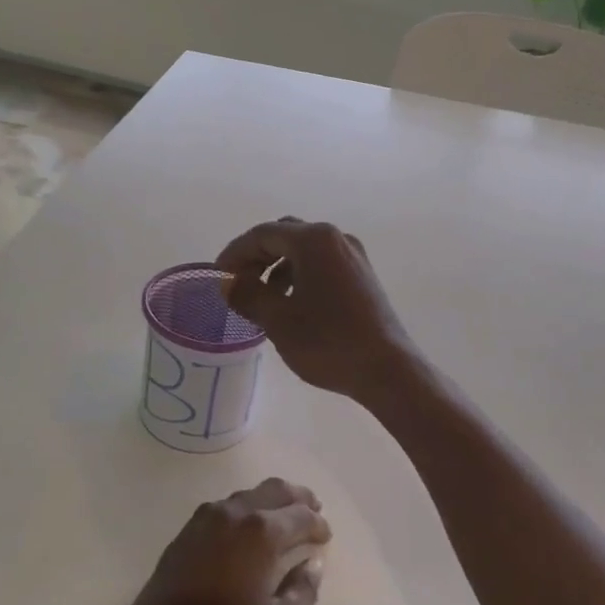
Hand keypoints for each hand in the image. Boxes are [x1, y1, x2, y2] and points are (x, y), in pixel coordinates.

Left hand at [106, 479, 330, 604]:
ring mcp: (202, 521)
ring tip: (284, 518)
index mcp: (259, 532)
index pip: (298, 515)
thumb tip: (312, 564)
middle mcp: (231, 514)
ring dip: (268, 501)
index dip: (316, 523)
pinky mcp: (183, 535)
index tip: (326, 536)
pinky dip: (243, 511)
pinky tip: (247, 530)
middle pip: (271, 491)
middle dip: (297, 498)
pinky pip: (222, 509)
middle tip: (314, 509)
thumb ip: (302, 591)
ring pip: (245, 496)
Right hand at [216, 219, 417, 403]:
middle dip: (256, 257)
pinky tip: (291, 304)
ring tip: (261, 298)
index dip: (234, 253)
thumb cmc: (328, 342)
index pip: (262, 234)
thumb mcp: (278, 320)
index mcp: (314, 240)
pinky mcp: (362, 275)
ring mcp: (353, 255)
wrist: (387, 370)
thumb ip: (248, 295)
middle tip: (236, 283)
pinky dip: (298, 275)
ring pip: (303, 250)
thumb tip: (228, 283)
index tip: (217, 276)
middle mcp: (335, 238)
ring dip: (276, 267)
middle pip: (283, 235)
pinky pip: (321, 263)